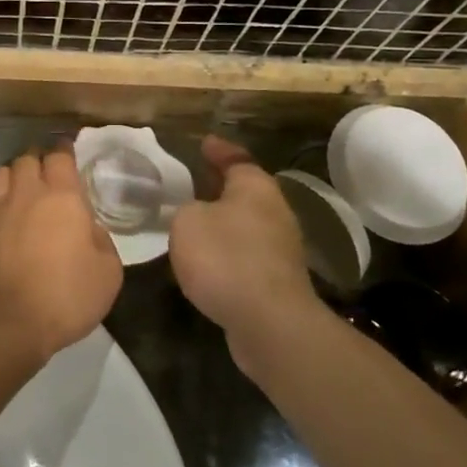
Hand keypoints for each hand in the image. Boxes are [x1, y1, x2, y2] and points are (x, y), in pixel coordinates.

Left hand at [0, 148, 123, 364]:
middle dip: (39, 164)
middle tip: (47, 181)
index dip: (65, 153)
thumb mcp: (108, 274)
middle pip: (28, 159)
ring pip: (0, 172)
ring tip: (19, 190)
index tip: (68, 157)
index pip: (61, 157)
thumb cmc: (65, 299)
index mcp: (63, 197)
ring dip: (11, 176)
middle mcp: (26, 193)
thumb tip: (87, 228)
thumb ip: (101, 241)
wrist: (7, 325)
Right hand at [168, 137, 318, 378]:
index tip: (204, 143)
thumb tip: (197, 214)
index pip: (236, 158)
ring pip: (246, 224)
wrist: (268, 322)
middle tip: (193, 182)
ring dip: (223, 222)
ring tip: (194, 222)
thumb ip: (186, 209)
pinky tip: (207, 261)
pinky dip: (227, 252)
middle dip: (220, 187)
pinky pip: (246, 254)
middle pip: (245, 191)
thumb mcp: (187, 221)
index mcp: (255, 187)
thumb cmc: (226, 258)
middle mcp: (275, 212)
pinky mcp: (277, 281)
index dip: (218, 150)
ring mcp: (280, 248)